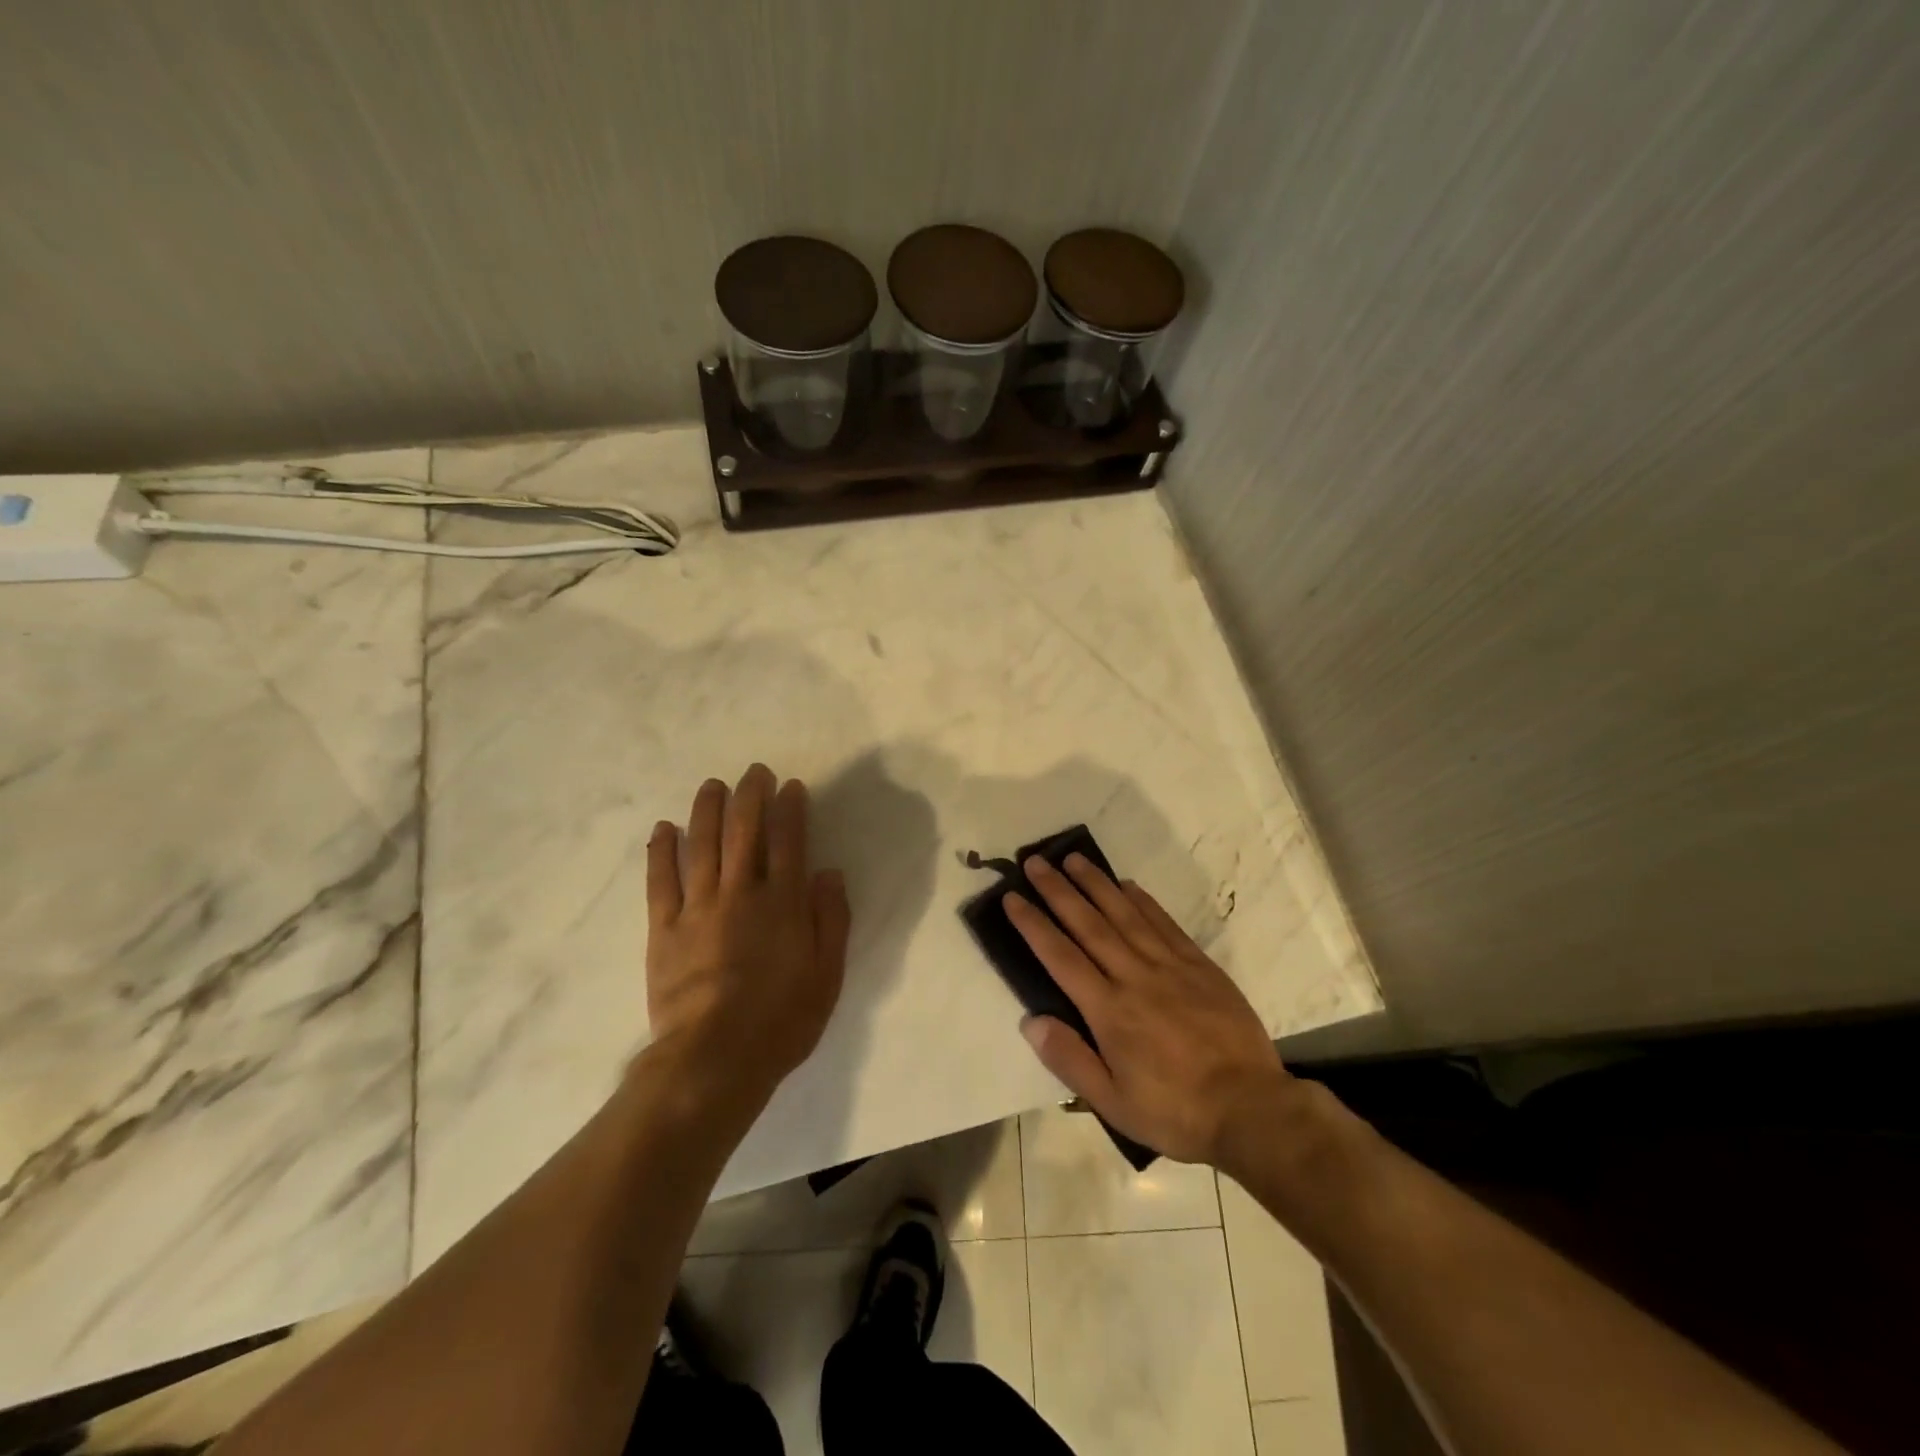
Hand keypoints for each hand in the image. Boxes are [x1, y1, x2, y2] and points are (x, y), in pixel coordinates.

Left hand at [644, 765, 850, 1106]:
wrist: (713, 1059)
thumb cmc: (781, 1021)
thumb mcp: (826, 976)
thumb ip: (831, 921)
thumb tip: (829, 874)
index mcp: (783, 904)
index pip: (789, 842)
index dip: (791, 810)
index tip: (791, 787)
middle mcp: (741, 894)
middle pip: (744, 833)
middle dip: (750, 797)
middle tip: (754, 772)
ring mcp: (698, 908)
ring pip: (701, 846)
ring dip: (706, 810)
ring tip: (712, 785)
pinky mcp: (664, 928)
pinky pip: (660, 880)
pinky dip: (660, 851)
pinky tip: (662, 828)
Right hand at [1006, 854, 1293, 1168]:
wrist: (1251, 1108)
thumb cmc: (1175, 1112)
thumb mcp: (1113, 1103)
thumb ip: (1070, 1060)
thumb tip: (1030, 1021)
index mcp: (1109, 1011)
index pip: (1061, 957)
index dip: (1034, 925)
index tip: (1013, 897)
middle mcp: (1135, 977)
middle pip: (1089, 925)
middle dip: (1058, 891)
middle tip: (1035, 862)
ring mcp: (1170, 966)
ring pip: (1126, 915)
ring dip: (1097, 884)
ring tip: (1074, 859)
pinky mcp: (1199, 966)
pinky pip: (1165, 924)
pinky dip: (1143, 901)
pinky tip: (1127, 885)